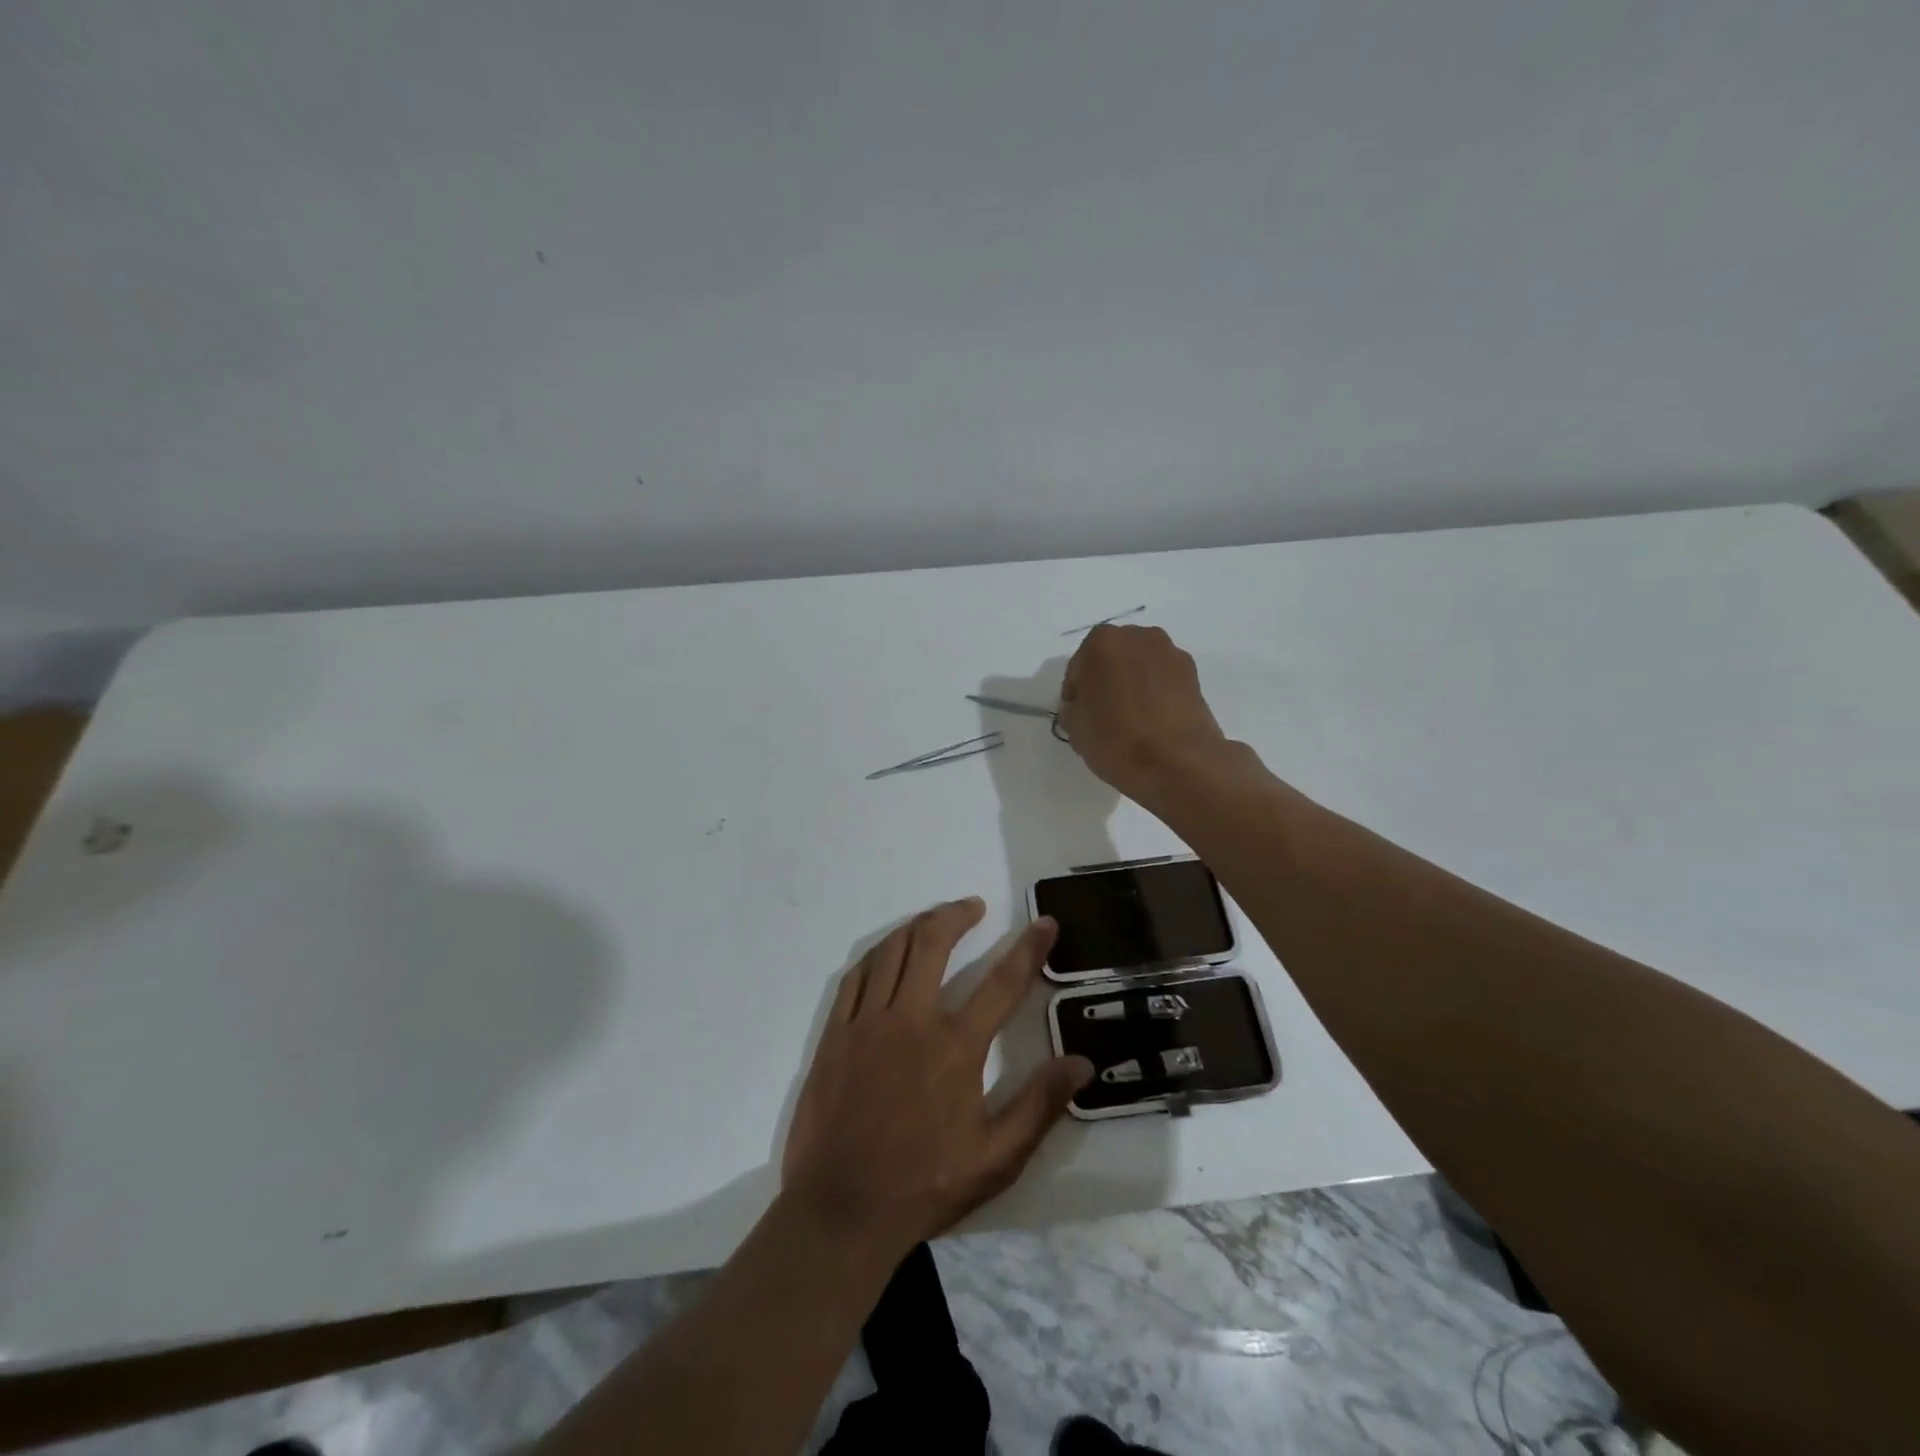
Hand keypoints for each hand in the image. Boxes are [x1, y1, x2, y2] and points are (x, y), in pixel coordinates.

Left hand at [781, 898, 1093, 1261]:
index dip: (1028, 948)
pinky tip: (886, 953)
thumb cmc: (923, 1186)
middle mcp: (910, 1021)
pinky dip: (876, 955)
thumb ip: (1039, 1106)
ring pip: (891, 951)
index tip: (1044, 923)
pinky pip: (854, 977)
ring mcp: (867, 1024)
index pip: (1002, 983)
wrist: (840, 1212)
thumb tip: (1081, 1064)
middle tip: (973, 906)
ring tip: (934, 919)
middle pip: (933, 944)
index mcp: (955, 1047)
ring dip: (916, 926)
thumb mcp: (996, 1158)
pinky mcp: (835, 1035)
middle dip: (957, 915)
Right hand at [1057, 624, 1230, 800]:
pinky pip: (1162, 679)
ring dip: (1131, 685)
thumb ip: (1073, 709)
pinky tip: (1151, 721)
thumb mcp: (1075, 729)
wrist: (1179, 763)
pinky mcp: (1193, 674)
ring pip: (1139, 667)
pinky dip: (1154, 693)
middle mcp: (1138, 636)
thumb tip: (1083, 706)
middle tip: (1101, 714)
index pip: (1078, 668)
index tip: (1077, 716)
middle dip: (1104, 682)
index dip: (1075, 694)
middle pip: (1111, 659)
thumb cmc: (1117, 741)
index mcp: (1102, 642)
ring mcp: (1170, 653)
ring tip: (1129, 719)